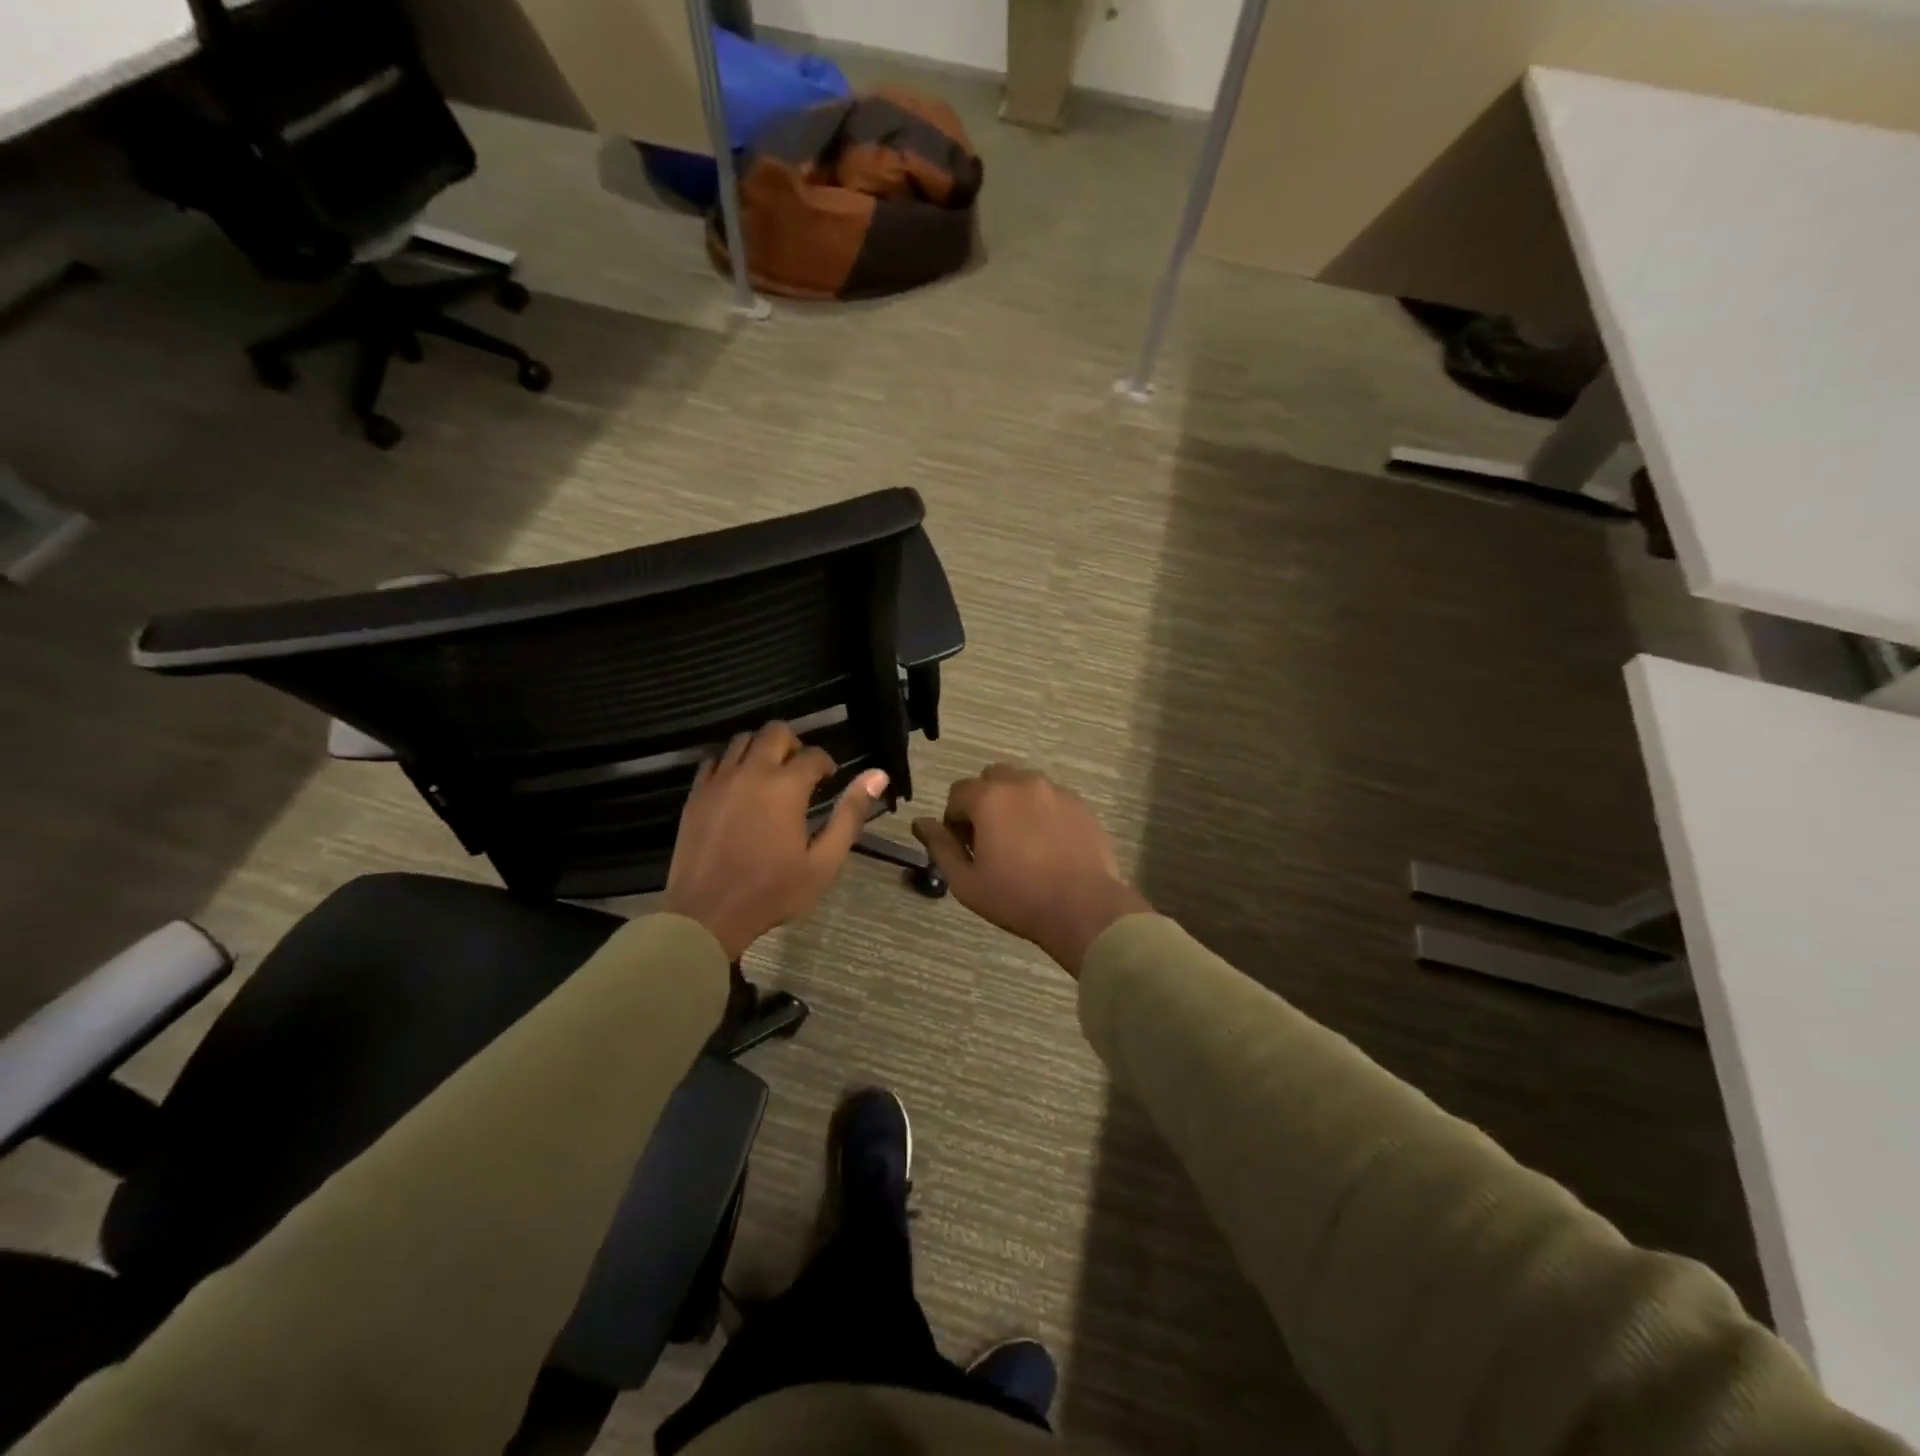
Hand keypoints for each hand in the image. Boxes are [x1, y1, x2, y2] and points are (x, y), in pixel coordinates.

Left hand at [664, 723, 888, 962]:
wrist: (707, 914)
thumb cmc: (772, 891)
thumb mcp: (824, 862)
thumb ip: (850, 815)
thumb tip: (877, 775)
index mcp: (786, 787)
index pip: (813, 755)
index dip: (826, 763)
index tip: (829, 779)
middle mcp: (752, 772)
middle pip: (775, 731)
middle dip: (794, 743)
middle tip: (800, 770)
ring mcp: (719, 781)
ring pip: (742, 739)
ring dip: (762, 747)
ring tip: (770, 773)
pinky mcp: (696, 794)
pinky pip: (714, 760)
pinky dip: (731, 762)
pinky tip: (739, 784)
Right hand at [913, 765, 1148, 975]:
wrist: (1084, 908)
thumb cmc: (1017, 898)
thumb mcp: (966, 881)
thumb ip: (940, 846)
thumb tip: (921, 823)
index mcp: (990, 798)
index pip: (958, 792)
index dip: (955, 820)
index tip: (965, 847)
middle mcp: (1022, 783)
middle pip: (991, 778)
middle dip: (983, 802)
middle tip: (990, 840)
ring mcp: (1055, 791)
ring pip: (1023, 784)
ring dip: (1013, 803)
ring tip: (1020, 841)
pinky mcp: (1080, 804)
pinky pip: (1050, 797)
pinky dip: (1041, 811)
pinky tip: (1047, 844)